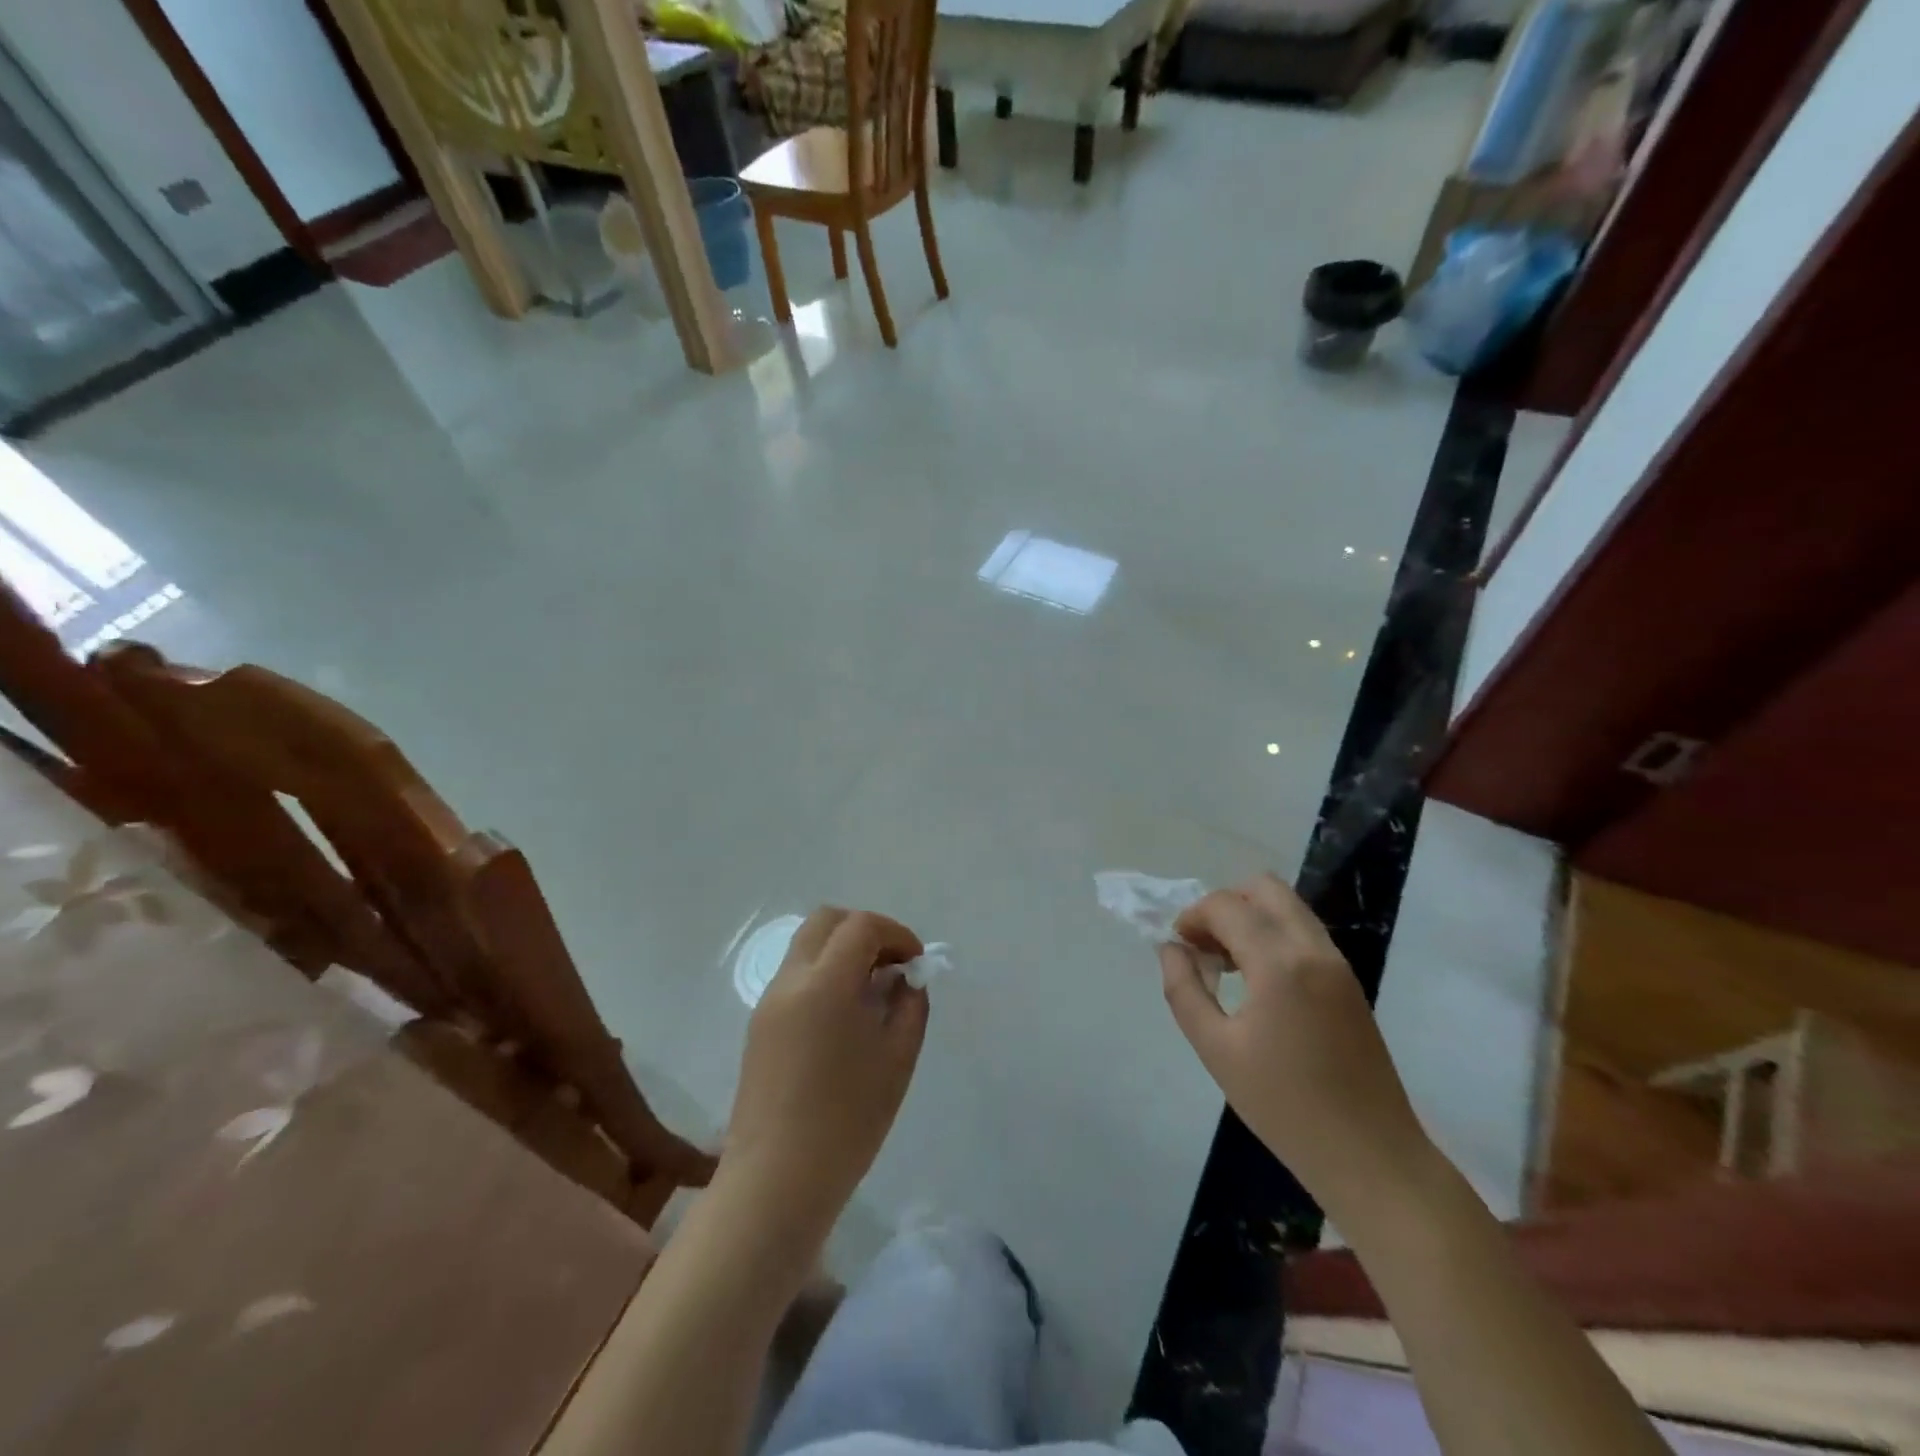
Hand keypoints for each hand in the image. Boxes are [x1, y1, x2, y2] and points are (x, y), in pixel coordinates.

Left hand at [724, 908, 927, 1237]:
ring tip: (871, 993)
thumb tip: (905, 979)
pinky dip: (824, 975)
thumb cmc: (847, 1121)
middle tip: (891, 966)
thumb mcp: (897, 1059)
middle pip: (826, 921)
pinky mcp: (759, 1025)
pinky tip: (844, 1018)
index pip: (861, 926)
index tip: (915, 963)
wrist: (776, 1181)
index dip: (896, 933)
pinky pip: (796, 977)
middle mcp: (790, 980)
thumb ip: (909, 1005)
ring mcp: (769, 1001)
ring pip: (807, 946)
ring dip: (843, 952)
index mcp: (825, 983)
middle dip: (865, 931)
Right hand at [1160, 874, 1435, 1221]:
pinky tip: (1258, 982)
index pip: (1227, 906)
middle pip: (1264, 888)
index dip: (1193, 916)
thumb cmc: (1284, 1107)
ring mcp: (1338, 963)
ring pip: (1288, 907)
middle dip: (1225, 904)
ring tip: (1227, 965)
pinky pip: (1304, 933)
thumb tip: (1172, 949)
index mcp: (1280, 963)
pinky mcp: (1350, 981)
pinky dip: (1273, 936)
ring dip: (1251, 918)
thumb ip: (1184, 990)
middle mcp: (1313, 949)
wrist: (1371, 1156)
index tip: (1178, 946)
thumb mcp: (1216, 1050)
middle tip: (1205, 946)